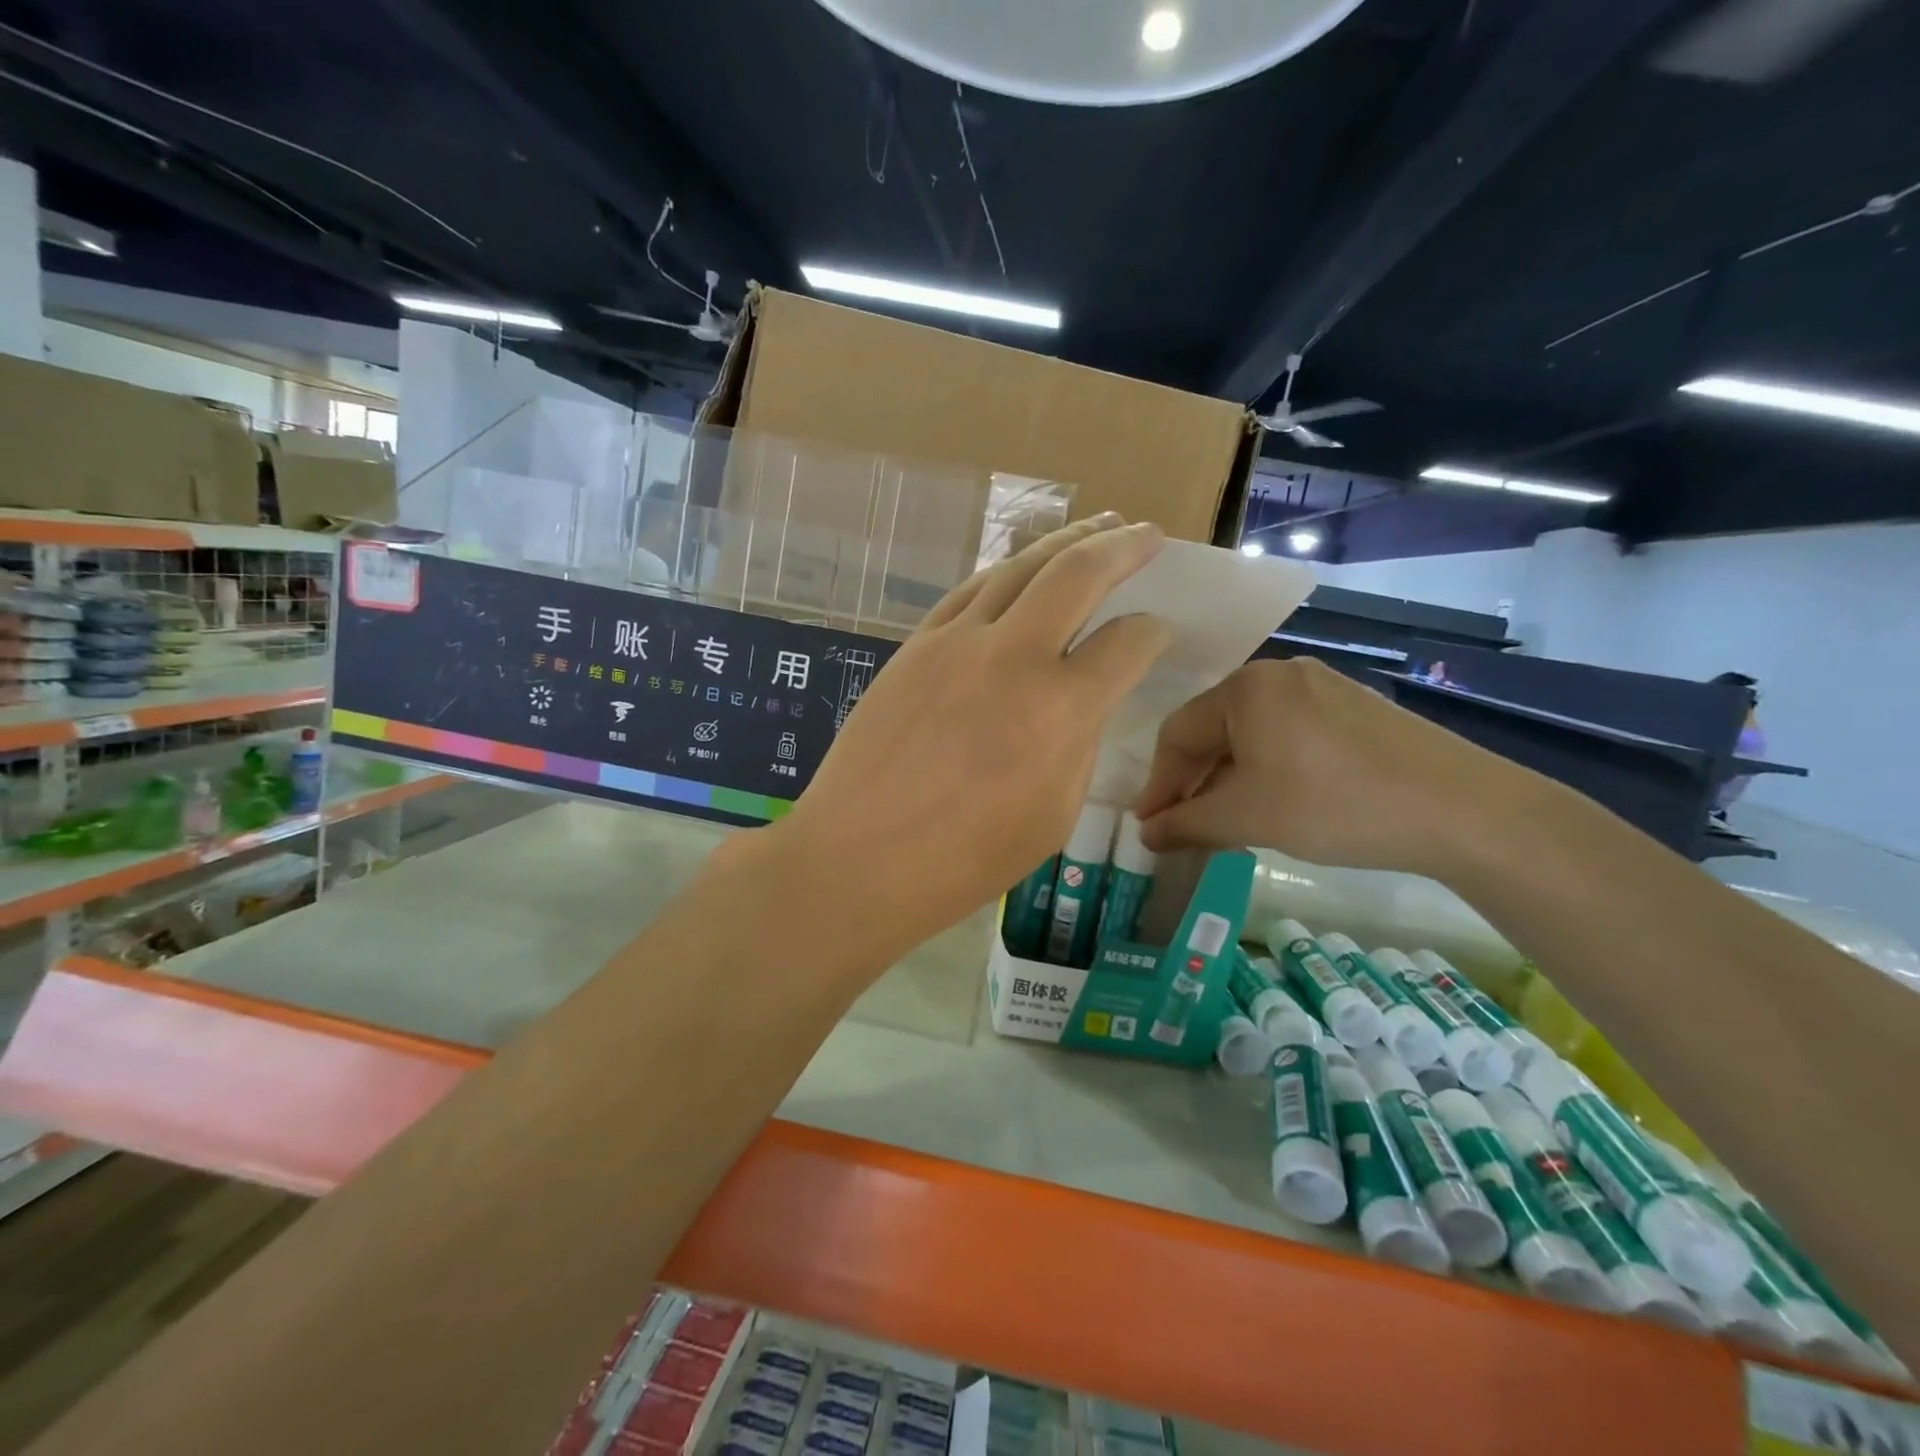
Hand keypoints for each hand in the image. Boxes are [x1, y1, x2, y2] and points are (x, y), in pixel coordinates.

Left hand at [766, 515, 1170, 960]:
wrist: (857, 858)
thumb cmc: (964, 860)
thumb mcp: (1053, 816)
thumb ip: (1079, 745)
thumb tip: (1084, 701)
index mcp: (1059, 710)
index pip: (1128, 643)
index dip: (1154, 633)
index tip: (1158, 633)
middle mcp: (1012, 657)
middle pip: (1078, 572)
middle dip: (1123, 545)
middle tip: (1149, 533)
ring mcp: (955, 642)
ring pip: (1019, 567)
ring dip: (1065, 542)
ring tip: (1097, 528)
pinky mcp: (914, 645)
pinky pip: (970, 591)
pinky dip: (1007, 572)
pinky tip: (1022, 570)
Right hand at [1132, 657, 1541, 877]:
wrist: (1461, 809)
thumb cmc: (1333, 804)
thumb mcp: (1248, 818)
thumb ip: (1186, 823)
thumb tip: (1146, 834)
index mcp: (1245, 687)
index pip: (1177, 733)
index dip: (1157, 784)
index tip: (1148, 826)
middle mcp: (1279, 674)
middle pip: (1214, 730)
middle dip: (1194, 782)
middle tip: (1183, 827)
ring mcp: (1323, 688)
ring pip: (1252, 735)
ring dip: (1229, 779)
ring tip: (1227, 822)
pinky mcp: (1355, 709)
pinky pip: (1289, 735)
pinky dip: (1268, 770)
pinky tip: (1276, 803)